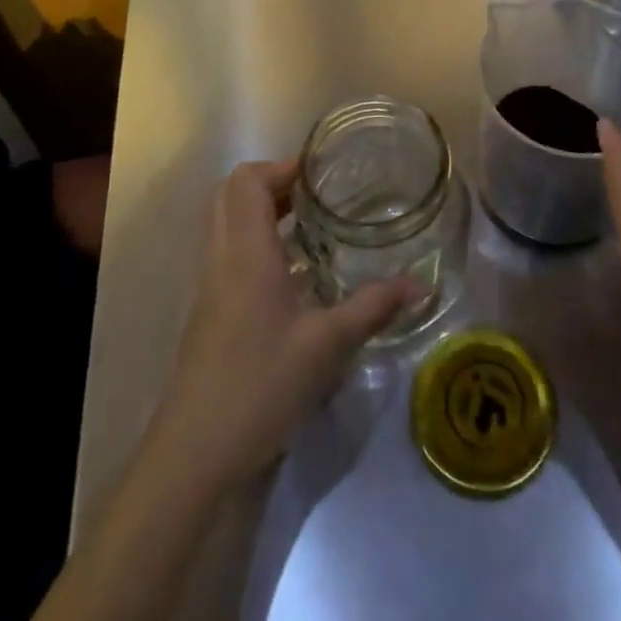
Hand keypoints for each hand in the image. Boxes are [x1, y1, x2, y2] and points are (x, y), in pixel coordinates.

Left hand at [153, 158, 417, 486]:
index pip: (248, 180)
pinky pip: (229, 252)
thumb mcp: (327, 344)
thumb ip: (374, 307)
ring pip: (228, 223)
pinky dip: (257, 243)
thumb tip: (423, 285)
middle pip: (233, 194)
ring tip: (312, 224)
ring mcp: (211, 284)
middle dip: (273, 183)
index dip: (282, 167)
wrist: (197, 453)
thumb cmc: (261, 384)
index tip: (322, 174)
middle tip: (317, 194)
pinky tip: (295, 273)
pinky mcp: (210, 311)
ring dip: (264, 212)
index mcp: (245, 250)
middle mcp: (222, 256)